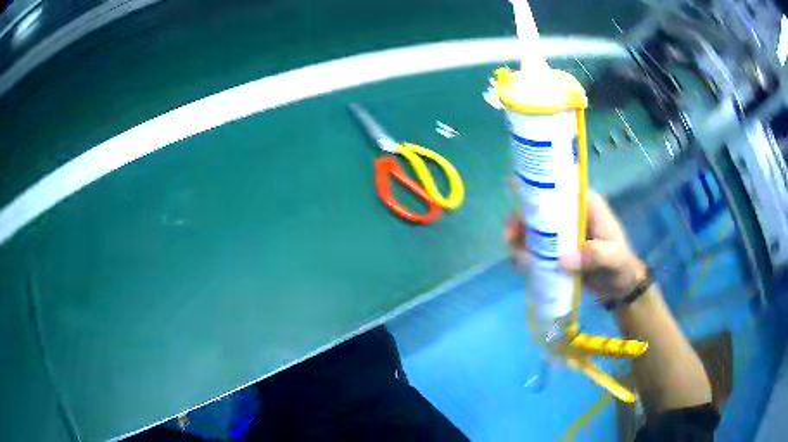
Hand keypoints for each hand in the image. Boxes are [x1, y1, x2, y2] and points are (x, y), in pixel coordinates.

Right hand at [505, 191, 647, 299]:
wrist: (620, 288)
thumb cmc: (621, 265)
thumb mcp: (614, 257)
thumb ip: (594, 254)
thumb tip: (562, 260)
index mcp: (585, 204)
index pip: (559, 186)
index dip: (536, 185)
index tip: (515, 191)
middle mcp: (569, 215)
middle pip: (538, 208)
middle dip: (519, 219)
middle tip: (511, 236)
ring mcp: (560, 235)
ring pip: (531, 230)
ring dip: (518, 239)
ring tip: (516, 256)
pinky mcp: (554, 253)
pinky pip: (534, 250)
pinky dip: (523, 256)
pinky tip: (522, 266)